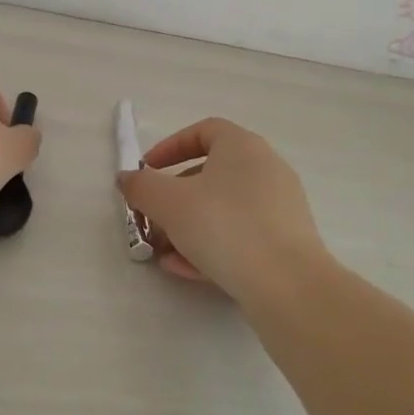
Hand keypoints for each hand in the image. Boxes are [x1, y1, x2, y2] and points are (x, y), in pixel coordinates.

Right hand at [118, 117, 326, 299]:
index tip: (147, 171)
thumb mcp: (169, 203)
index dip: (170, 147)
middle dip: (173, 199)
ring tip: (164, 253)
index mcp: (243, 147)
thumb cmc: (223, 226)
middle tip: (151, 221)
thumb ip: (141, 186)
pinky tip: (187, 270)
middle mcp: (266, 169)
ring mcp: (280, 206)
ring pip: (223, 210)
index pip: (204, 131)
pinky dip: (212, 246)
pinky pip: (241, 235)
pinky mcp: (286, 241)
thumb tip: (127, 178)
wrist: (286, 284)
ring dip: (188, 227)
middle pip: (210, 174)